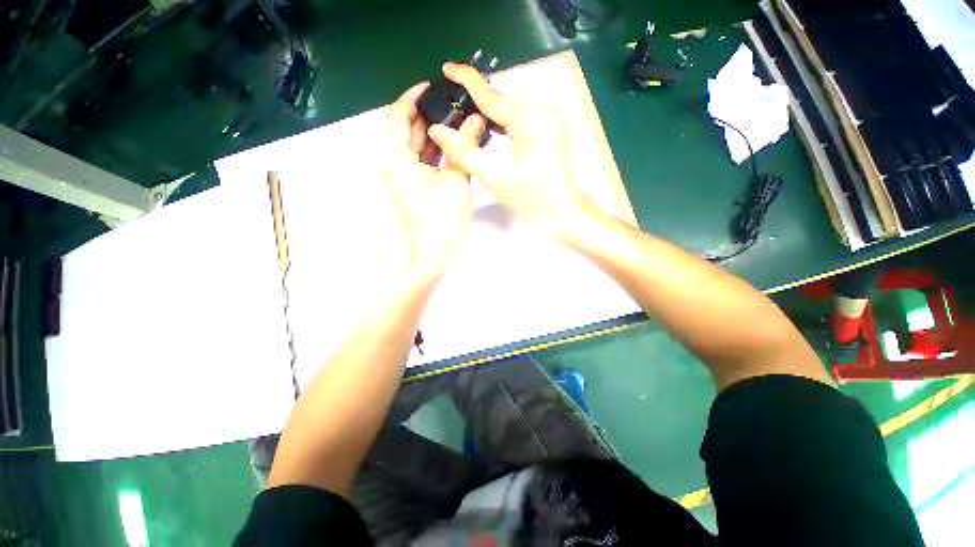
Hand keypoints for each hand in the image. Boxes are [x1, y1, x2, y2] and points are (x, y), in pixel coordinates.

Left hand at [383, 82, 485, 277]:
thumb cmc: (442, 220)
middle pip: (407, 131)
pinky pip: (422, 163)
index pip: (398, 116)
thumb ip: (465, 147)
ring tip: (458, 122)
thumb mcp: (456, 180)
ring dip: (434, 134)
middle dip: (429, 115)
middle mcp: (396, 166)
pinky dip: (435, 153)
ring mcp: (404, 179)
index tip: (432, 86)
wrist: (432, 256)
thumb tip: (477, 119)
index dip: (413, 97)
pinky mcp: (414, 190)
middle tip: (454, 105)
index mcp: (398, 160)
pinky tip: (453, 147)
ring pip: (416, 148)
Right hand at [428, 63, 593, 237]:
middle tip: (456, 106)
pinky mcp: (558, 124)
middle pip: (505, 101)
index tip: (448, 67)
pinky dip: (511, 120)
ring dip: (495, 113)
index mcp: (531, 119)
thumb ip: (462, 151)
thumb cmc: (528, 197)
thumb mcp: (492, 175)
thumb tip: (437, 129)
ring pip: (516, 108)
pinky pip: (528, 115)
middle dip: (480, 102)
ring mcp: (556, 116)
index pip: (492, 95)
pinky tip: (498, 129)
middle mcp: (547, 110)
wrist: (560, 210)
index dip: (467, 80)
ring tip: (473, 119)